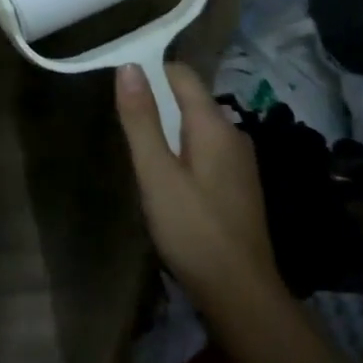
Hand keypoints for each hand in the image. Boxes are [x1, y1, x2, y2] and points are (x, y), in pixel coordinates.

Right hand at [114, 62, 282, 322]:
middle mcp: (233, 134)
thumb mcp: (156, 173)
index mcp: (214, 124)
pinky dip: (182, 151)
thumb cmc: (193, 230)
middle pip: (189, 99)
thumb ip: (141, 119)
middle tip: (122, 121)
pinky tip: (166, 178)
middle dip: (156, 102)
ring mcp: (240, 162)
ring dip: (168, 129)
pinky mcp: (239, 186)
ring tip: (138, 149)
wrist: (242, 296)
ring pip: (197, 127)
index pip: (181, 74)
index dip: (150, 71)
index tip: (119, 84)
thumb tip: (129, 66)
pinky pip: (205, 150)